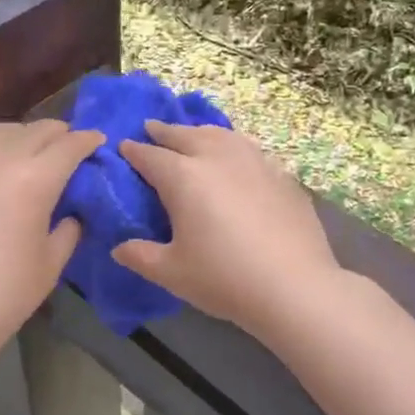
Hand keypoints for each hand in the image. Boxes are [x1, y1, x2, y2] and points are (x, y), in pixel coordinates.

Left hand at [0, 119, 103, 353]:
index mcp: (34, 181)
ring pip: (4, 132)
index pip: (68, 146)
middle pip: (36, 131)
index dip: (87, 141)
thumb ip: (68, 229)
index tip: (100, 141)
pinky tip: (13, 173)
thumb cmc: (9, 292)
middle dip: (60, 133)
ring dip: (28, 134)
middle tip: (75, 148)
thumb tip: (72, 214)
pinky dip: (5, 149)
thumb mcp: (52, 262)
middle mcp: (3, 165)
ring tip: (42, 152)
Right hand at [113, 121, 341, 338]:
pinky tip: (236, 157)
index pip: (150, 156)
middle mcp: (217, 159)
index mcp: (183, 177)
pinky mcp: (281, 175)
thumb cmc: (223, 278)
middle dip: (164, 131)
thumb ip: (141, 256)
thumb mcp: (172, 273)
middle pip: (185, 135)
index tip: (123, 146)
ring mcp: (254, 163)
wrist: (295, 287)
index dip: (134, 151)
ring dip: (200, 132)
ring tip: (193, 134)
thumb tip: (119, 249)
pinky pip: (249, 150)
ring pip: (221, 135)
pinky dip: (232, 146)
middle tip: (151, 128)